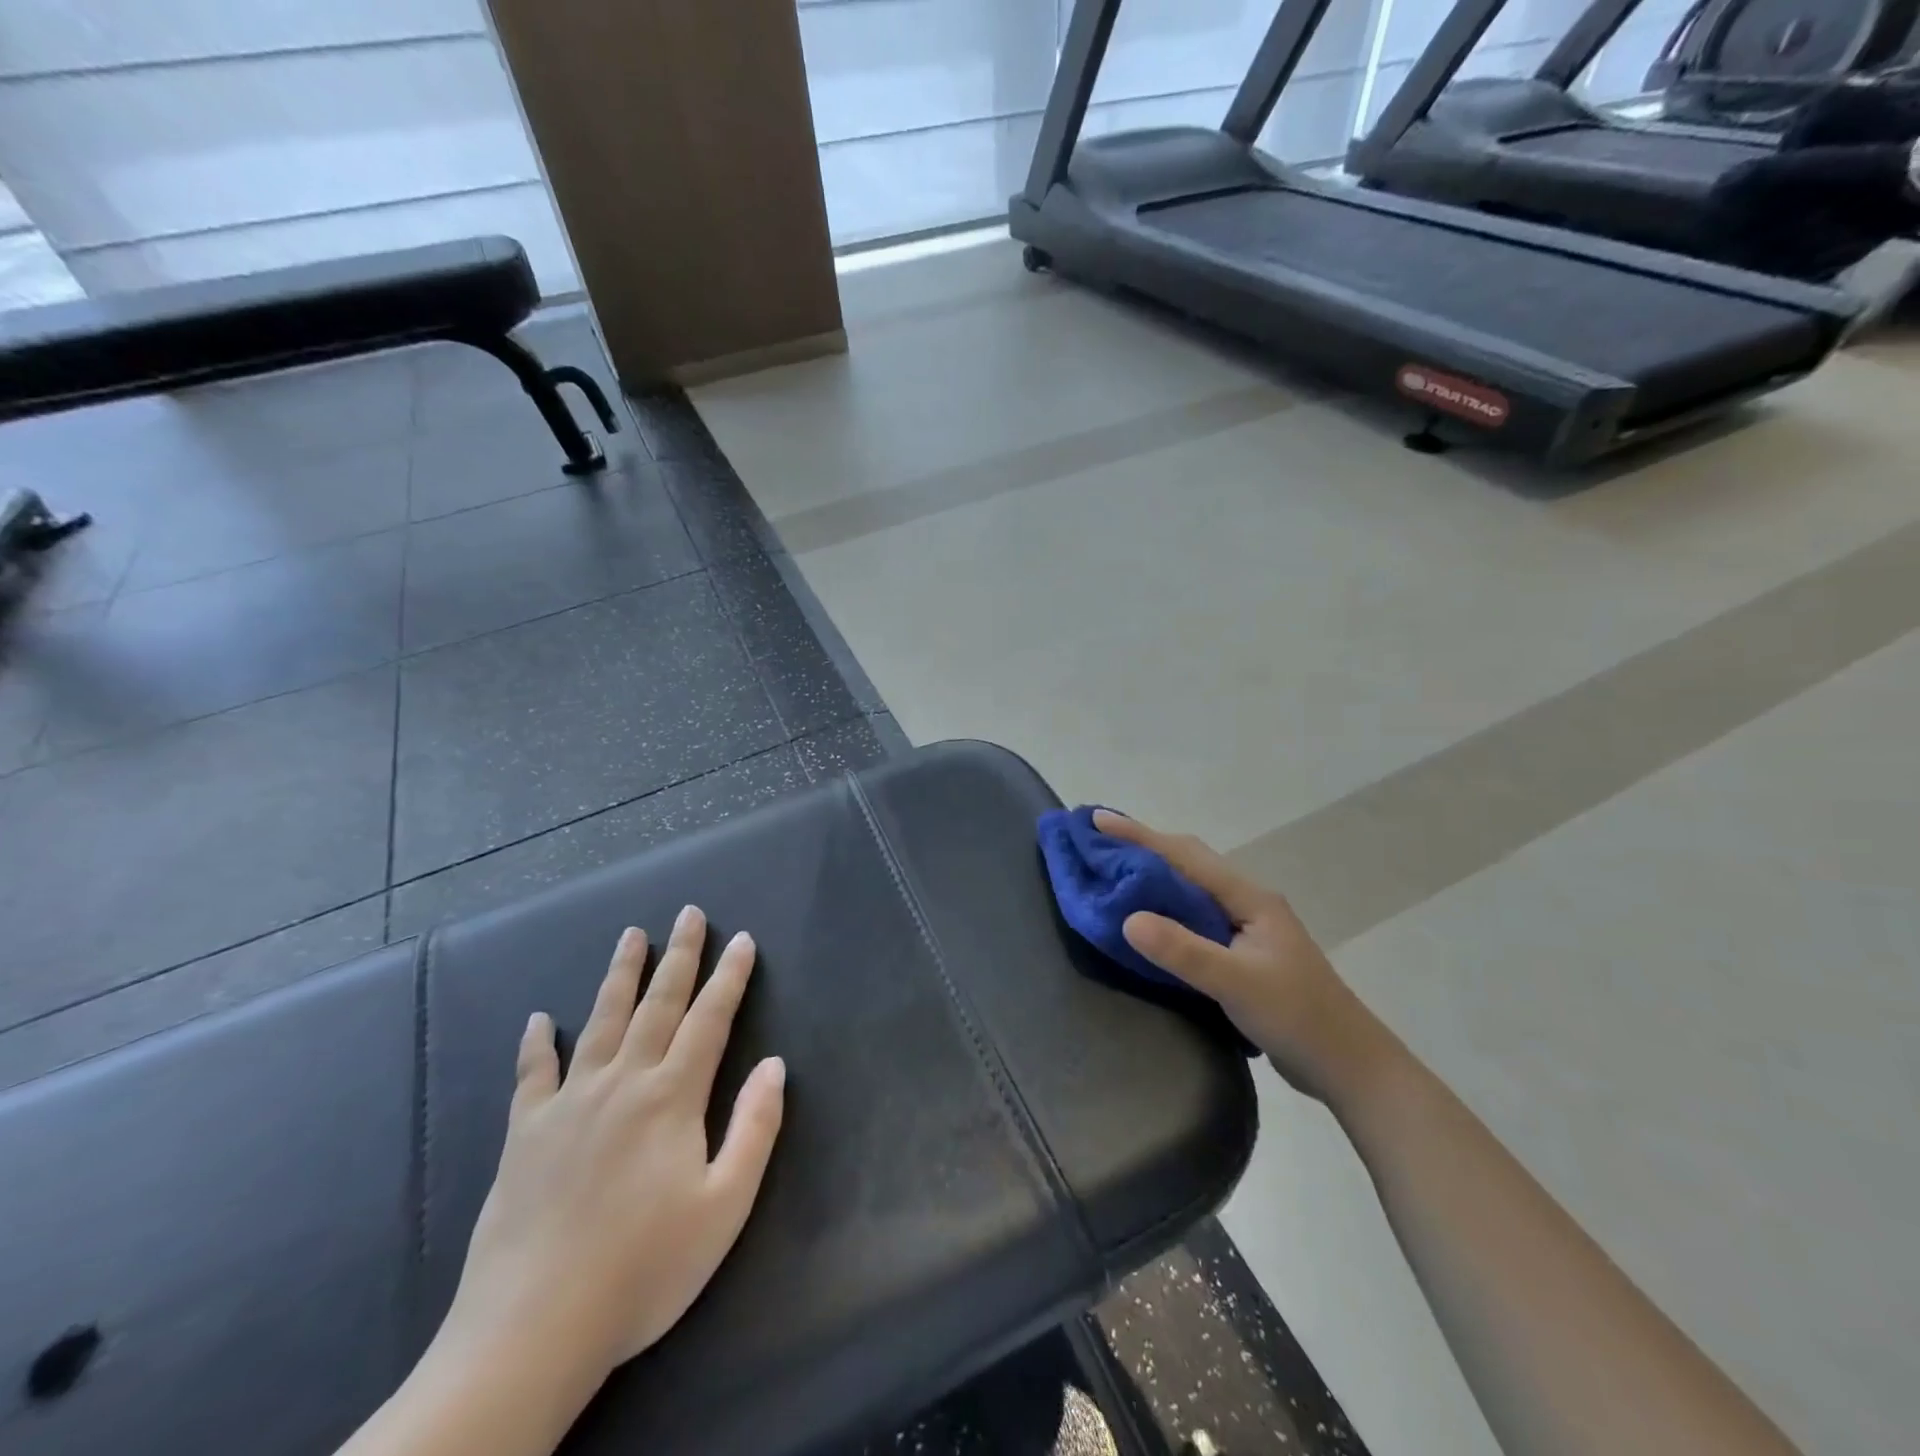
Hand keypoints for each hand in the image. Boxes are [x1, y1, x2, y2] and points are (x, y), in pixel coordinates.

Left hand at [439, 907, 786, 1402]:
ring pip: (600, 1021)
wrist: (533, 1330)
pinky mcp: (525, 1134)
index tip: (742, 939)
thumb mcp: (725, 1206)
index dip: (730, 976)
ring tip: (630, 936)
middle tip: (689, 913)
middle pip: (658, 1004)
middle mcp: (623, 1082)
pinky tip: (538, 1020)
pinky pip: (532, 1075)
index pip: (710, 1019)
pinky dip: (536, 1044)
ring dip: (619, 975)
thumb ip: (754, 1128)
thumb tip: (775, 1065)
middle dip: (680, 955)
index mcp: (672, 1097)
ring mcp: (569, 1103)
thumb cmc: (644, 1269)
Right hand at [1093, 810, 1378, 1100]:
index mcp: (1249, 897)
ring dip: (1154, 874)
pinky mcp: (1242, 952)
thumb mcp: (1237, 984)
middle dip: (1143, 846)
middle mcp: (1247, 902)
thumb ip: (1184, 951)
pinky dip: (1165, 906)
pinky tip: (1148, 918)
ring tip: (1114, 870)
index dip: (1139, 836)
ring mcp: (1247, 927)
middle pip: (1188, 861)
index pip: (1185, 856)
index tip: (1096, 820)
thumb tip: (1128, 918)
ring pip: (1191, 887)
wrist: (1349, 1065)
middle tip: (1099, 840)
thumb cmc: (1297, 1018)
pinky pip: (1194, 915)